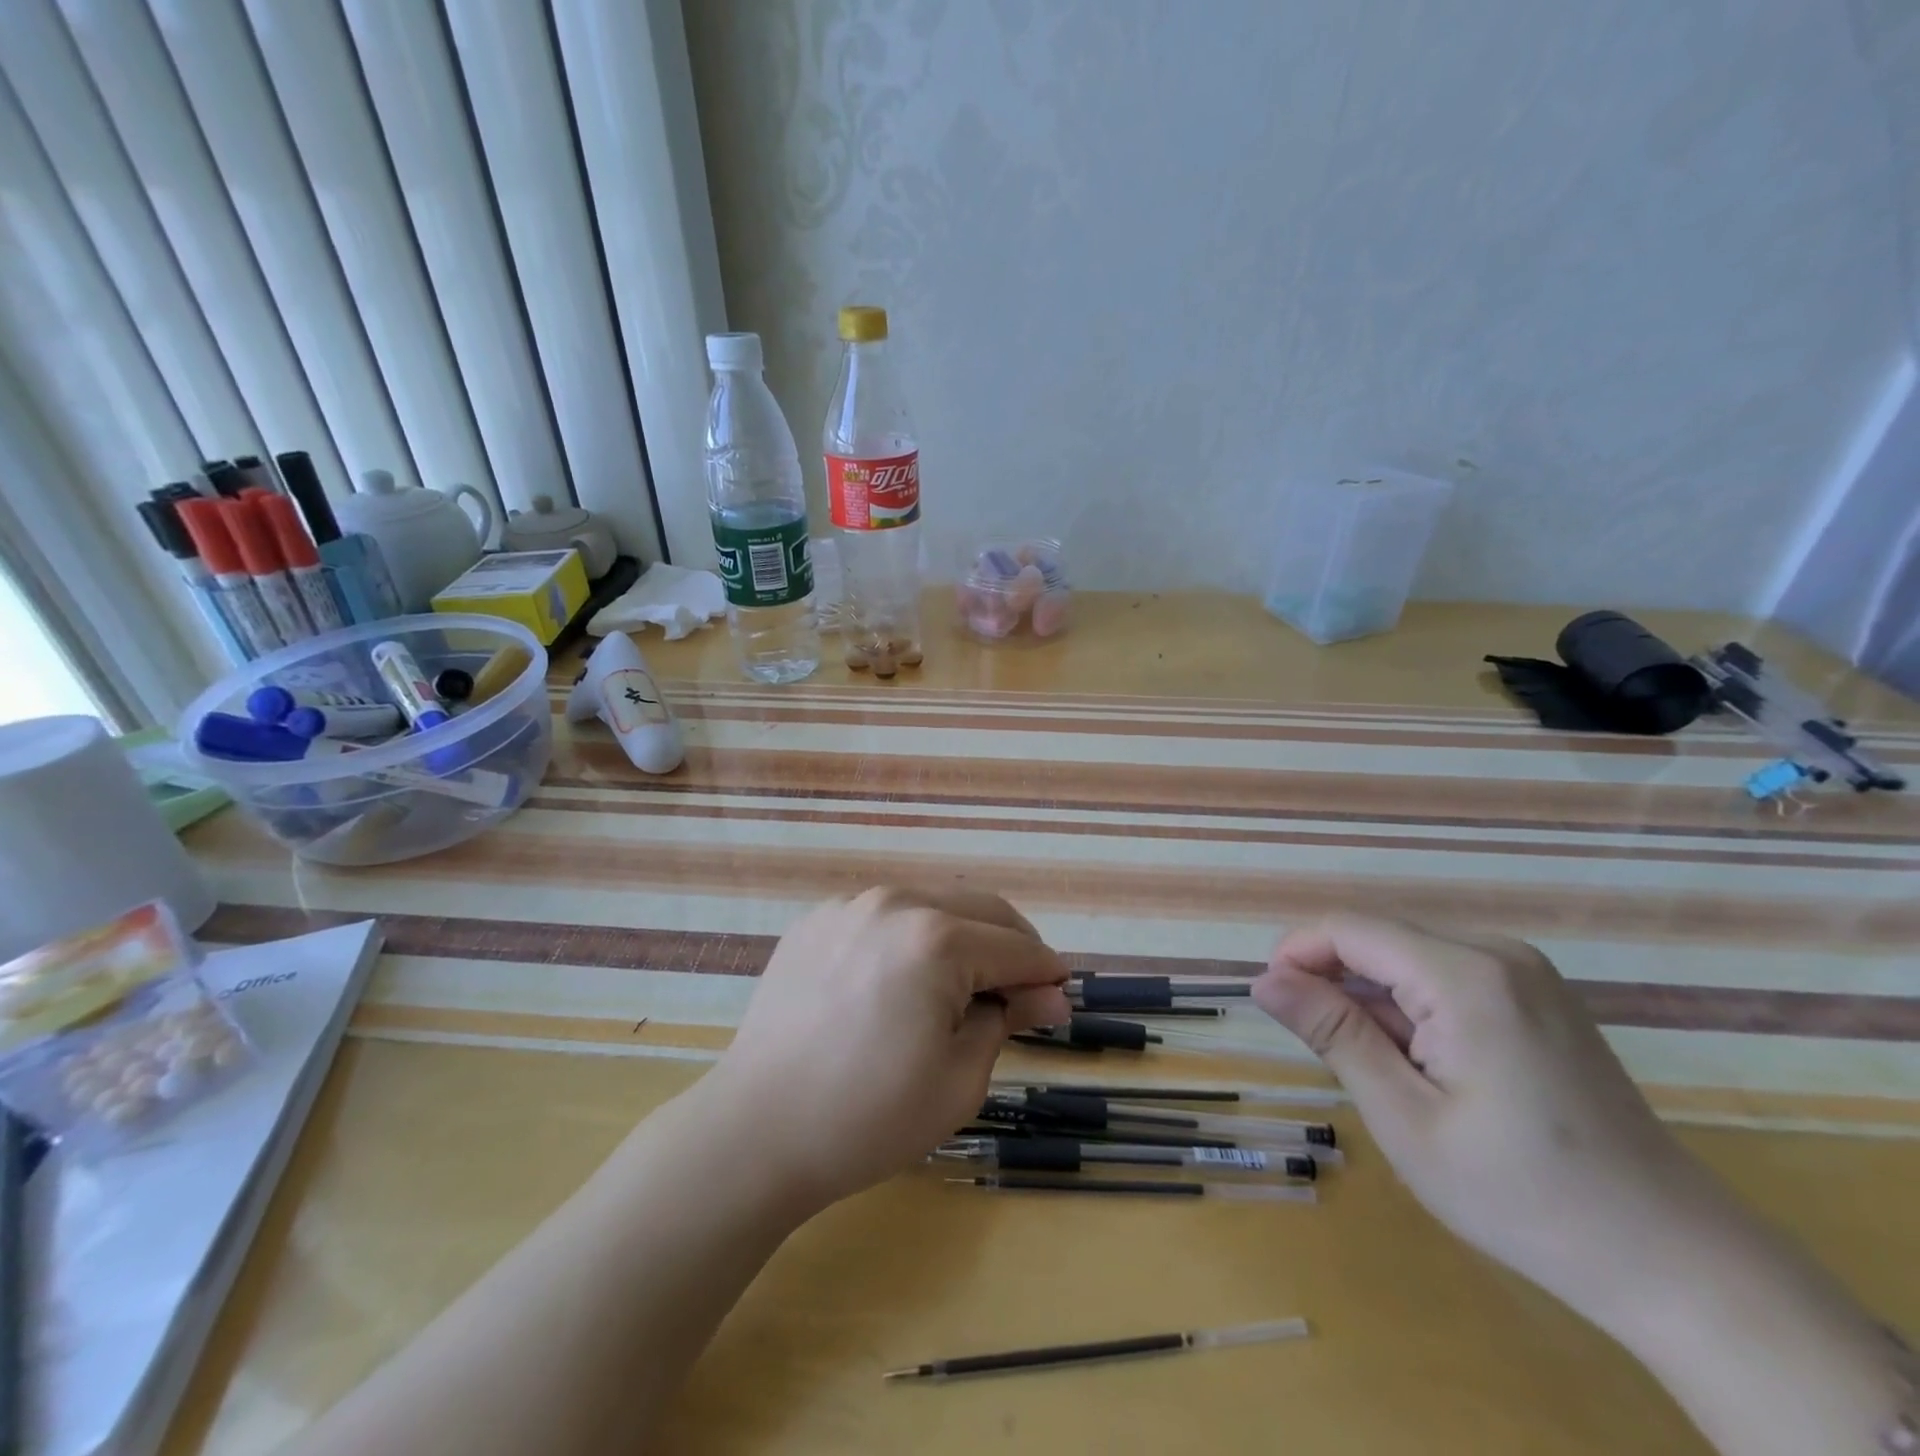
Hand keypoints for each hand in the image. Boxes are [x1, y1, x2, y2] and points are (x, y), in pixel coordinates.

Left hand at [700, 887, 1070, 1212]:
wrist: (756, 1130)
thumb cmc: (869, 1117)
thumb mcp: (959, 1078)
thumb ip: (1008, 1019)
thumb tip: (1050, 996)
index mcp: (937, 939)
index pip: (1015, 947)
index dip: (1046, 972)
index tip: (1062, 994)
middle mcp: (895, 902)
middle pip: (979, 909)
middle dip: (1012, 944)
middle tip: (1024, 988)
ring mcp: (849, 906)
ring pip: (930, 904)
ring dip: (962, 935)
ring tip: (964, 984)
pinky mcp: (816, 921)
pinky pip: (882, 915)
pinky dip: (910, 937)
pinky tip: (903, 979)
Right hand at [1251, 914, 1734, 1329]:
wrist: (1675, 1260)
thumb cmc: (1524, 1196)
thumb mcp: (1405, 1118)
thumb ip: (1333, 1034)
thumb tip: (1264, 980)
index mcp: (1466, 976)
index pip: (1350, 928)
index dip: (1297, 953)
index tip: (1271, 1003)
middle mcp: (1497, 953)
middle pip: (1378, 937)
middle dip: (1333, 979)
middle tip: (1322, 1052)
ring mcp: (1525, 972)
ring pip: (1408, 955)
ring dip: (1372, 998)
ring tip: (1379, 1071)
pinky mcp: (1537, 995)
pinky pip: (1445, 974)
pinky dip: (1411, 1007)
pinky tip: (1423, 1065)